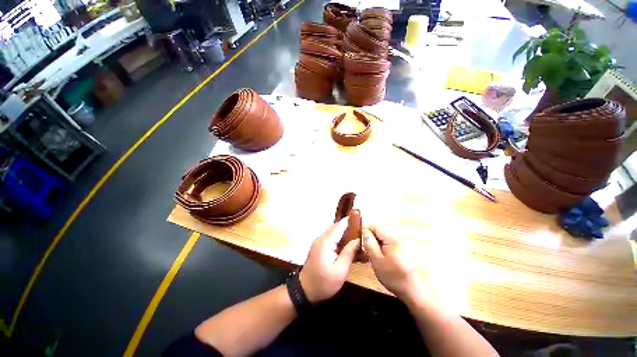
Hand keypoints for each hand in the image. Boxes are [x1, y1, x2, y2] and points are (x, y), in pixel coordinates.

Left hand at [300, 219, 359, 303]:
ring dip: (343, 232)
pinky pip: (330, 237)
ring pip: (333, 231)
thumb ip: (349, 252)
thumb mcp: (340, 270)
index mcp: (326, 242)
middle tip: (361, 230)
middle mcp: (321, 238)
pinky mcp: (318, 246)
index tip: (361, 220)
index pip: (339, 226)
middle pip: (336, 227)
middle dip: (348, 226)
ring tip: (356, 236)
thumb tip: (358, 239)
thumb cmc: (324, 282)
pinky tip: (346, 244)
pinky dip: (339, 237)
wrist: (305, 290)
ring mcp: (318, 242)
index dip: (349, 222)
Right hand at [363, 224, 427, 305]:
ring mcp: (404, 242)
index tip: (360, 239)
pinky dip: (385, 246)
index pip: (376, 226)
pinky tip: (384, 257)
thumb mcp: (377, 261)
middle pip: (381, 230)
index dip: (366, 230)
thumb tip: (364, 231)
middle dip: (372, 236)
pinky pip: (391, 241)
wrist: (415, 292)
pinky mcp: (407, 248)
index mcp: (393, 238)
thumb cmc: (394, 277)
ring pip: (385, 236)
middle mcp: (400, 237)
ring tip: (374, 254)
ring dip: (378, 242)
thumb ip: (369, 244)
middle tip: (366, 249)